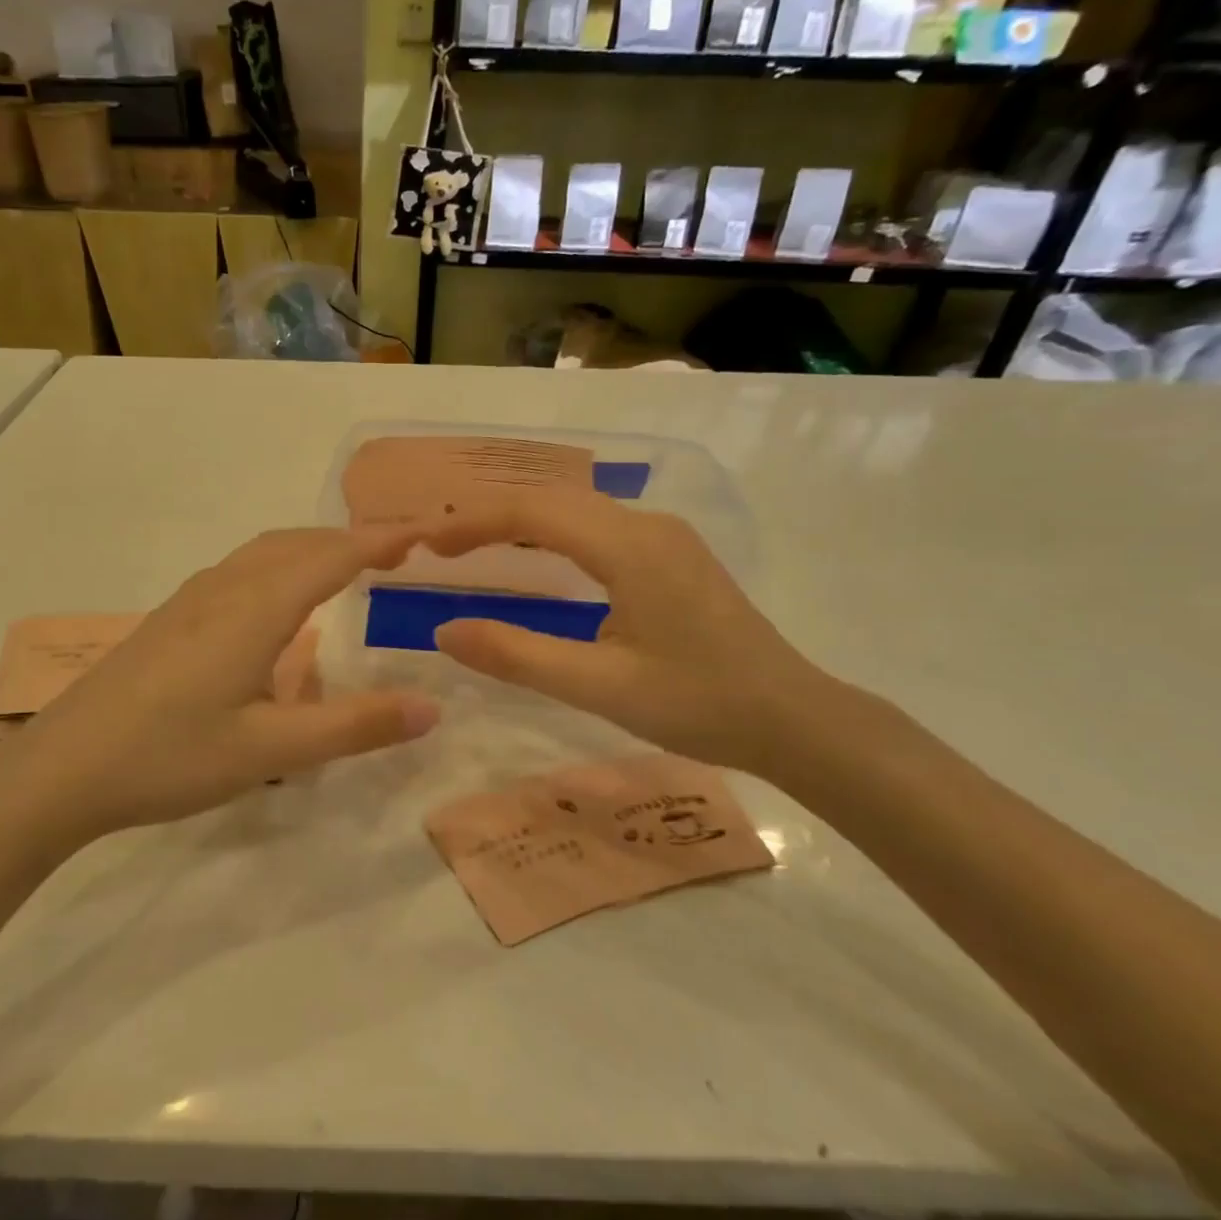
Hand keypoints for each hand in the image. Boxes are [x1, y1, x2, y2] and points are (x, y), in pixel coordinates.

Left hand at [0, 526, 441, 851]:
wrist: (60, 768)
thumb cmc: (169, 756)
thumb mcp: (270, 750)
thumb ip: (354, 727)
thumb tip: (431, 708)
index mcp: (256, 608)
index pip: (333, 556)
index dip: (382, 540)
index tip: (428, 534)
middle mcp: (225, 588)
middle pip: (299, 543)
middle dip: (352, 539)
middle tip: (398, 552)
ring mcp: (192, 600)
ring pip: (265, 552)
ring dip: (313, 548)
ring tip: (348, 567)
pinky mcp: (171, 618)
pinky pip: (241, 569)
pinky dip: (281, 565)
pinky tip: (279, 603)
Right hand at [424, 489, 830, 775]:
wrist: (794, 719)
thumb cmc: (698, 704)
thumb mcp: (600, 688)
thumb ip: (518, 656)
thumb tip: (444, 632)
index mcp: (631, 547)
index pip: (534, 513)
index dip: (473, 523)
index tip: (426, 544)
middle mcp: (647, 525)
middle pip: (553, 500)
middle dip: (490, 516)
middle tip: (438, 545)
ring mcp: (665, 537)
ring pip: (576, 509)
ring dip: (520, 522)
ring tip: (472, 545)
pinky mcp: (673, 555)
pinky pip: (598, 526)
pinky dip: (552, 534)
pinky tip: (536, 558)